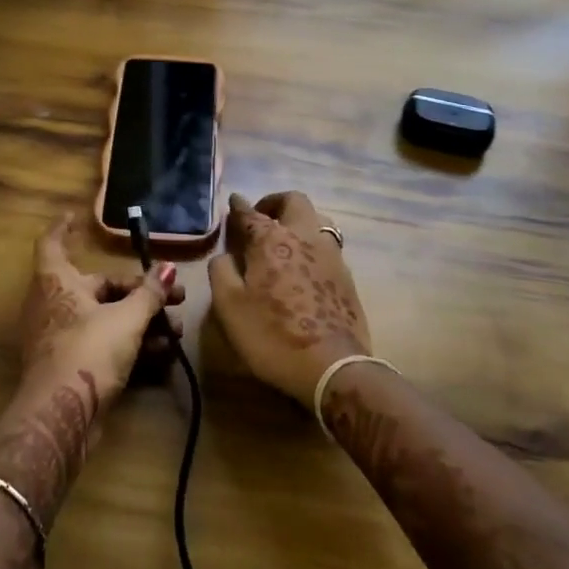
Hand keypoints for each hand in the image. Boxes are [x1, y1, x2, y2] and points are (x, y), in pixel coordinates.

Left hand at [0, 213, 183, 521]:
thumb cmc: (88, 351)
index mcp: (57, 281)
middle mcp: (54, 304)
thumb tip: (168, 268)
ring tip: (176, 330)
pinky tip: (164, 353)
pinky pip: (104, 345)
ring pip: (106, 319)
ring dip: (141, 321)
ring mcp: (60, 337)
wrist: (61, 417)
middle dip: (138, 291)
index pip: (52, 243)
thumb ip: (149, 294)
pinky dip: (130, 345)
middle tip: (174, 296)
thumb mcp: (127, 318)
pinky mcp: (70, 367)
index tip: (76, 216)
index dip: (64, 228)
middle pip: (98, 286)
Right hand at [208, 191, 369, 406]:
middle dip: (275, 202)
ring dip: (298, 221)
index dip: (239, 206)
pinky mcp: (346, 276)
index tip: (234, 201)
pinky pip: (328, 245)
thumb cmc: (272, 335)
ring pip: (317, 219)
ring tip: (285, 238)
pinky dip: (312, 244)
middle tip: (262, 216)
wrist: (331, 367)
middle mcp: (303, 236)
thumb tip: (225, 255)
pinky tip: (304, 264)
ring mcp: (330, 255)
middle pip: (294, 201)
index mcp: (270, 240)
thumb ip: (222, 271)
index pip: (250, 213)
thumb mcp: (229, 306)